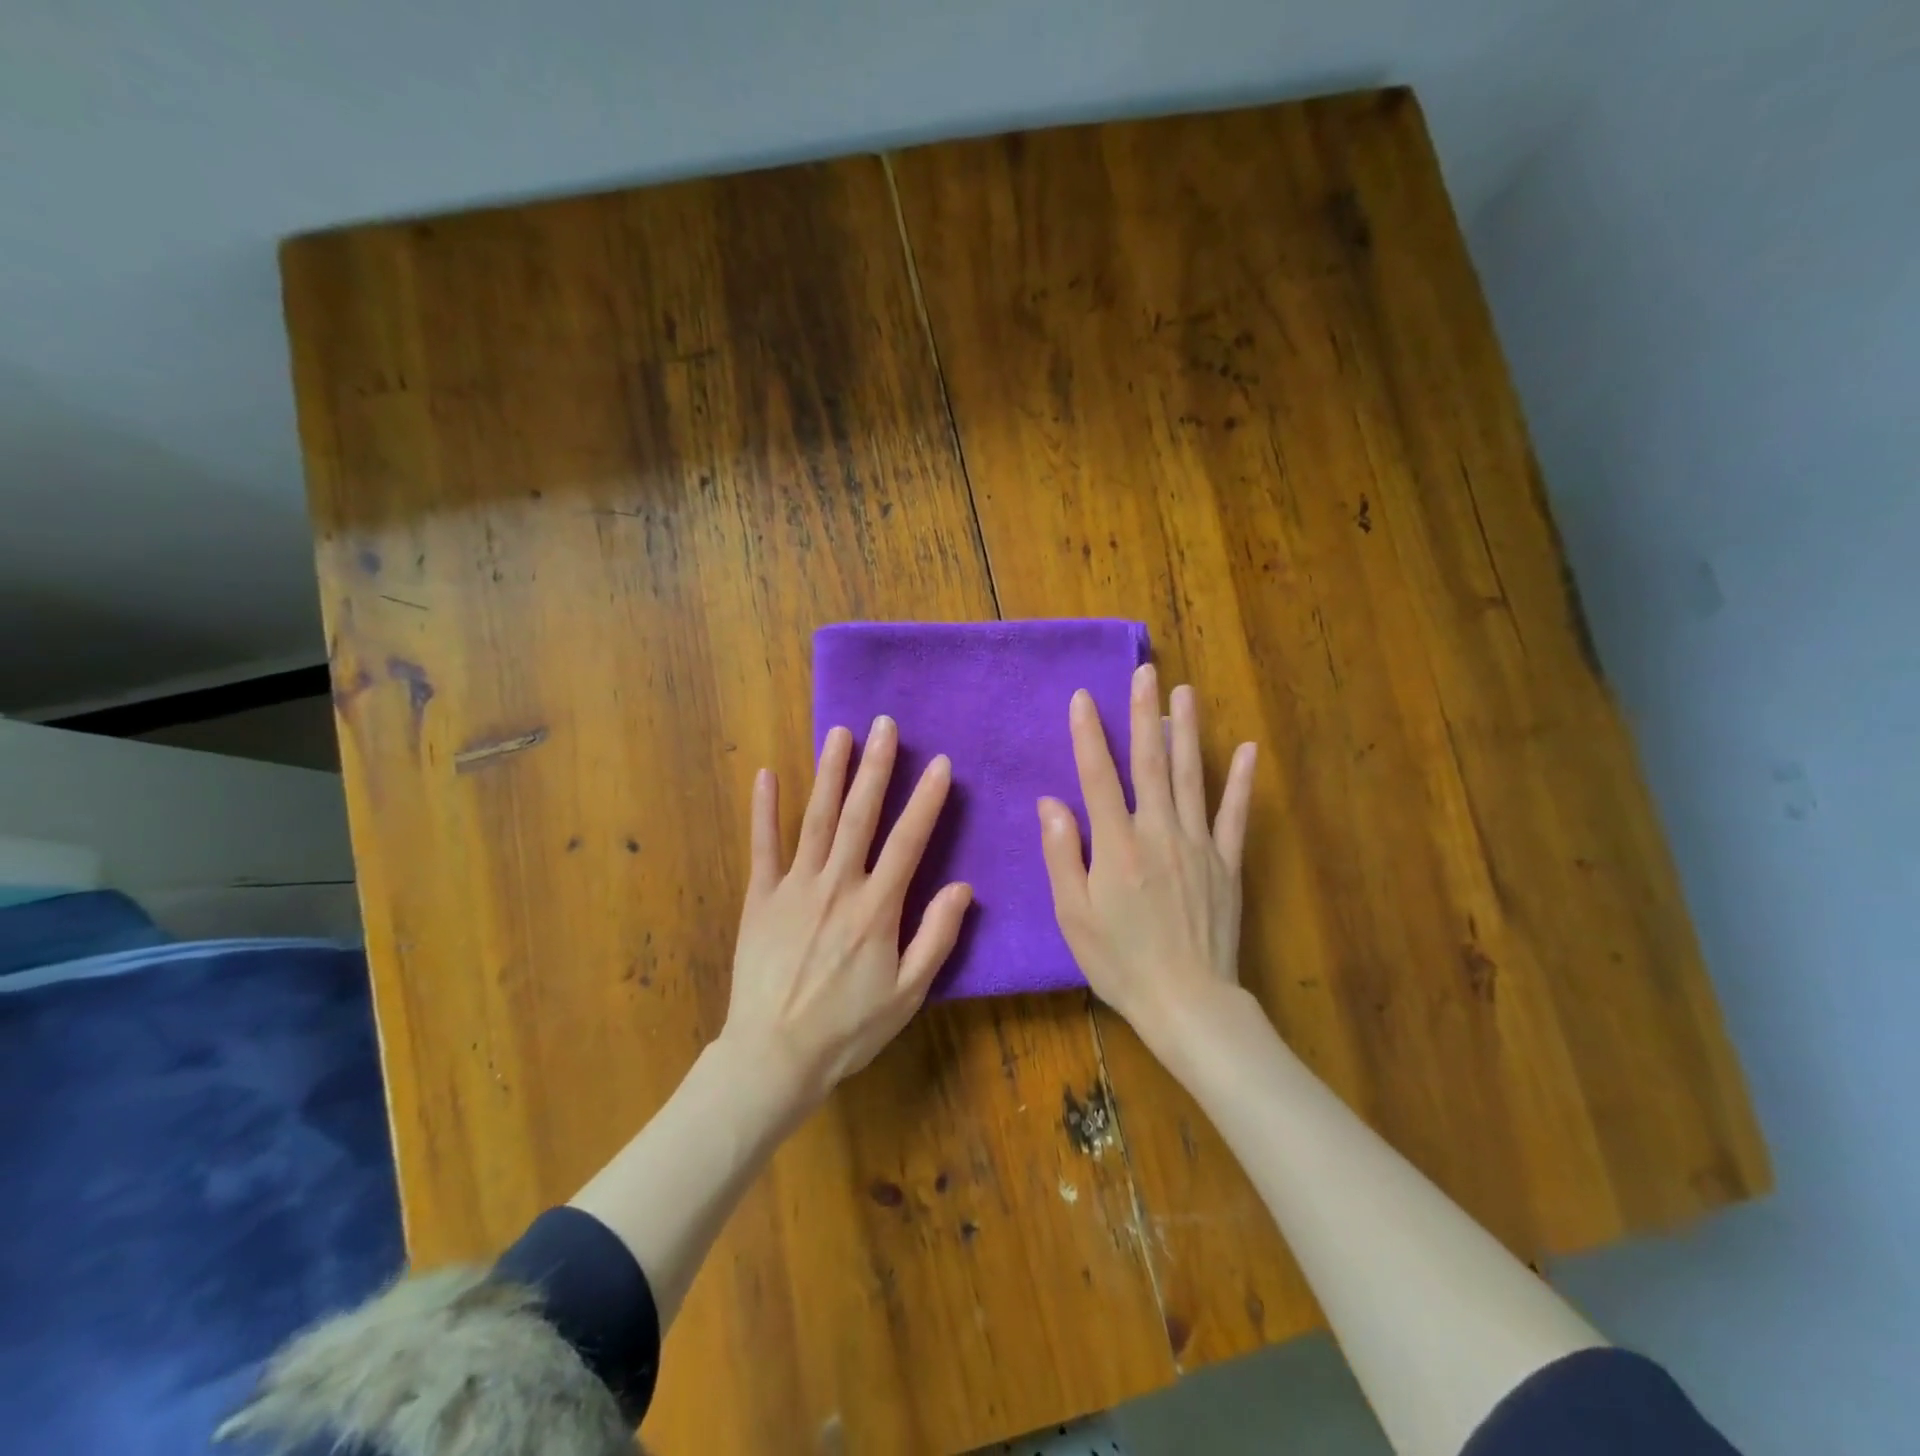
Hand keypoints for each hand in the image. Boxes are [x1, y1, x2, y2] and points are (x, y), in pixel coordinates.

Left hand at [721, 716, 972, 1110]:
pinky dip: (765, 809)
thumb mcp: (909, 994)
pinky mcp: (760, 898)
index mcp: (877, 909)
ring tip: (839, 733)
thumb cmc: (848, 1029)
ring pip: (815, 819)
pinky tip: (767, 774)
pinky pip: (762, 846)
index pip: (908, 841)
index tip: (939, 764)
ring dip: (829, 773)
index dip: (926, 800)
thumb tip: (963, 887)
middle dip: (876, 767)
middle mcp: (837, 886)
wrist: (774, 1056)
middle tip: (885, 725)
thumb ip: (936, 937)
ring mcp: (794, 887)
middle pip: (860, 816)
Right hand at [1037, 663, 1256, 1033]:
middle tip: (1146, 672)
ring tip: (1184, 693)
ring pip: (1192, 777)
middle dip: (1144, 714)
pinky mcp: (1227, 863)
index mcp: (1117, 846)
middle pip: (1150, 764)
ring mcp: (1198, 846)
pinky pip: (1234, 815)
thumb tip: (1051, 803)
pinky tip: (1246, 750)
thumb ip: (1063, 854)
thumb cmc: (1119, 962)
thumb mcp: (1073, 915)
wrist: (1187, 1002)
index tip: (1083, 697)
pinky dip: (1241, 782)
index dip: (1088, 735)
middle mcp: (1159, 833)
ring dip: (1187, 732)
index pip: (1099, 777)